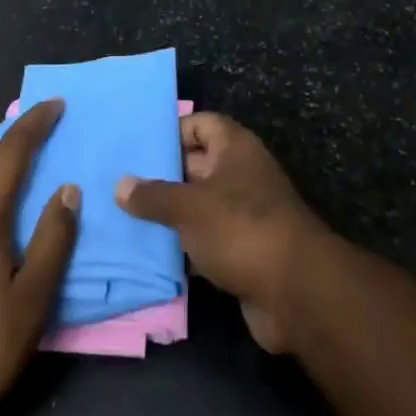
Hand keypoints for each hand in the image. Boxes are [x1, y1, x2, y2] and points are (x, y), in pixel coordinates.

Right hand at [116, 113, 325, 351]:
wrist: (295, 291)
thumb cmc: (241, 229)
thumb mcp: (190, 207)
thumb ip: (154, 195)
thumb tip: (120, 185)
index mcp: (235, 148)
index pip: (201, 123)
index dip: (171, 131)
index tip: (138, 146)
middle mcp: (241, 173)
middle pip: (197, 164)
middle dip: (163, 174)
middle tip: (120, 183)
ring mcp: (244, 213)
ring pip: (200, 204)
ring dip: (171, 213)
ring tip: (126, 216)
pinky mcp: (244, 249)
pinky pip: (207, 238)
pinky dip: (185, 244)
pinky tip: (151, 252)